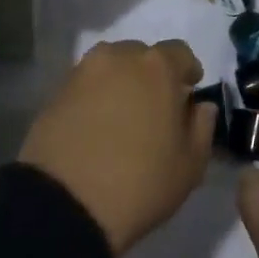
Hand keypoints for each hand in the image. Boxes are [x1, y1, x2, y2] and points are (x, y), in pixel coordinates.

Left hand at [19, 39, 215, 256]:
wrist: (65, 204)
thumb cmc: (140, 183)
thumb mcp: (190, 166)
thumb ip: (202, 127)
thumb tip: (200, 106)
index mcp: (157, 67)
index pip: (180, 53)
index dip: (187, 72)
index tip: (187, 96)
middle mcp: (119, 56)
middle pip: (142, 56)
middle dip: (151, 76)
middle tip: (153, 109)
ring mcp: (83, 71)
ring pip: (111, 67)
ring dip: (121, 83)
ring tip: (122, 117)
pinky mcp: (56, 91)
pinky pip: (86, 85)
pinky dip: (95, 98)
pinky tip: (96, 127)